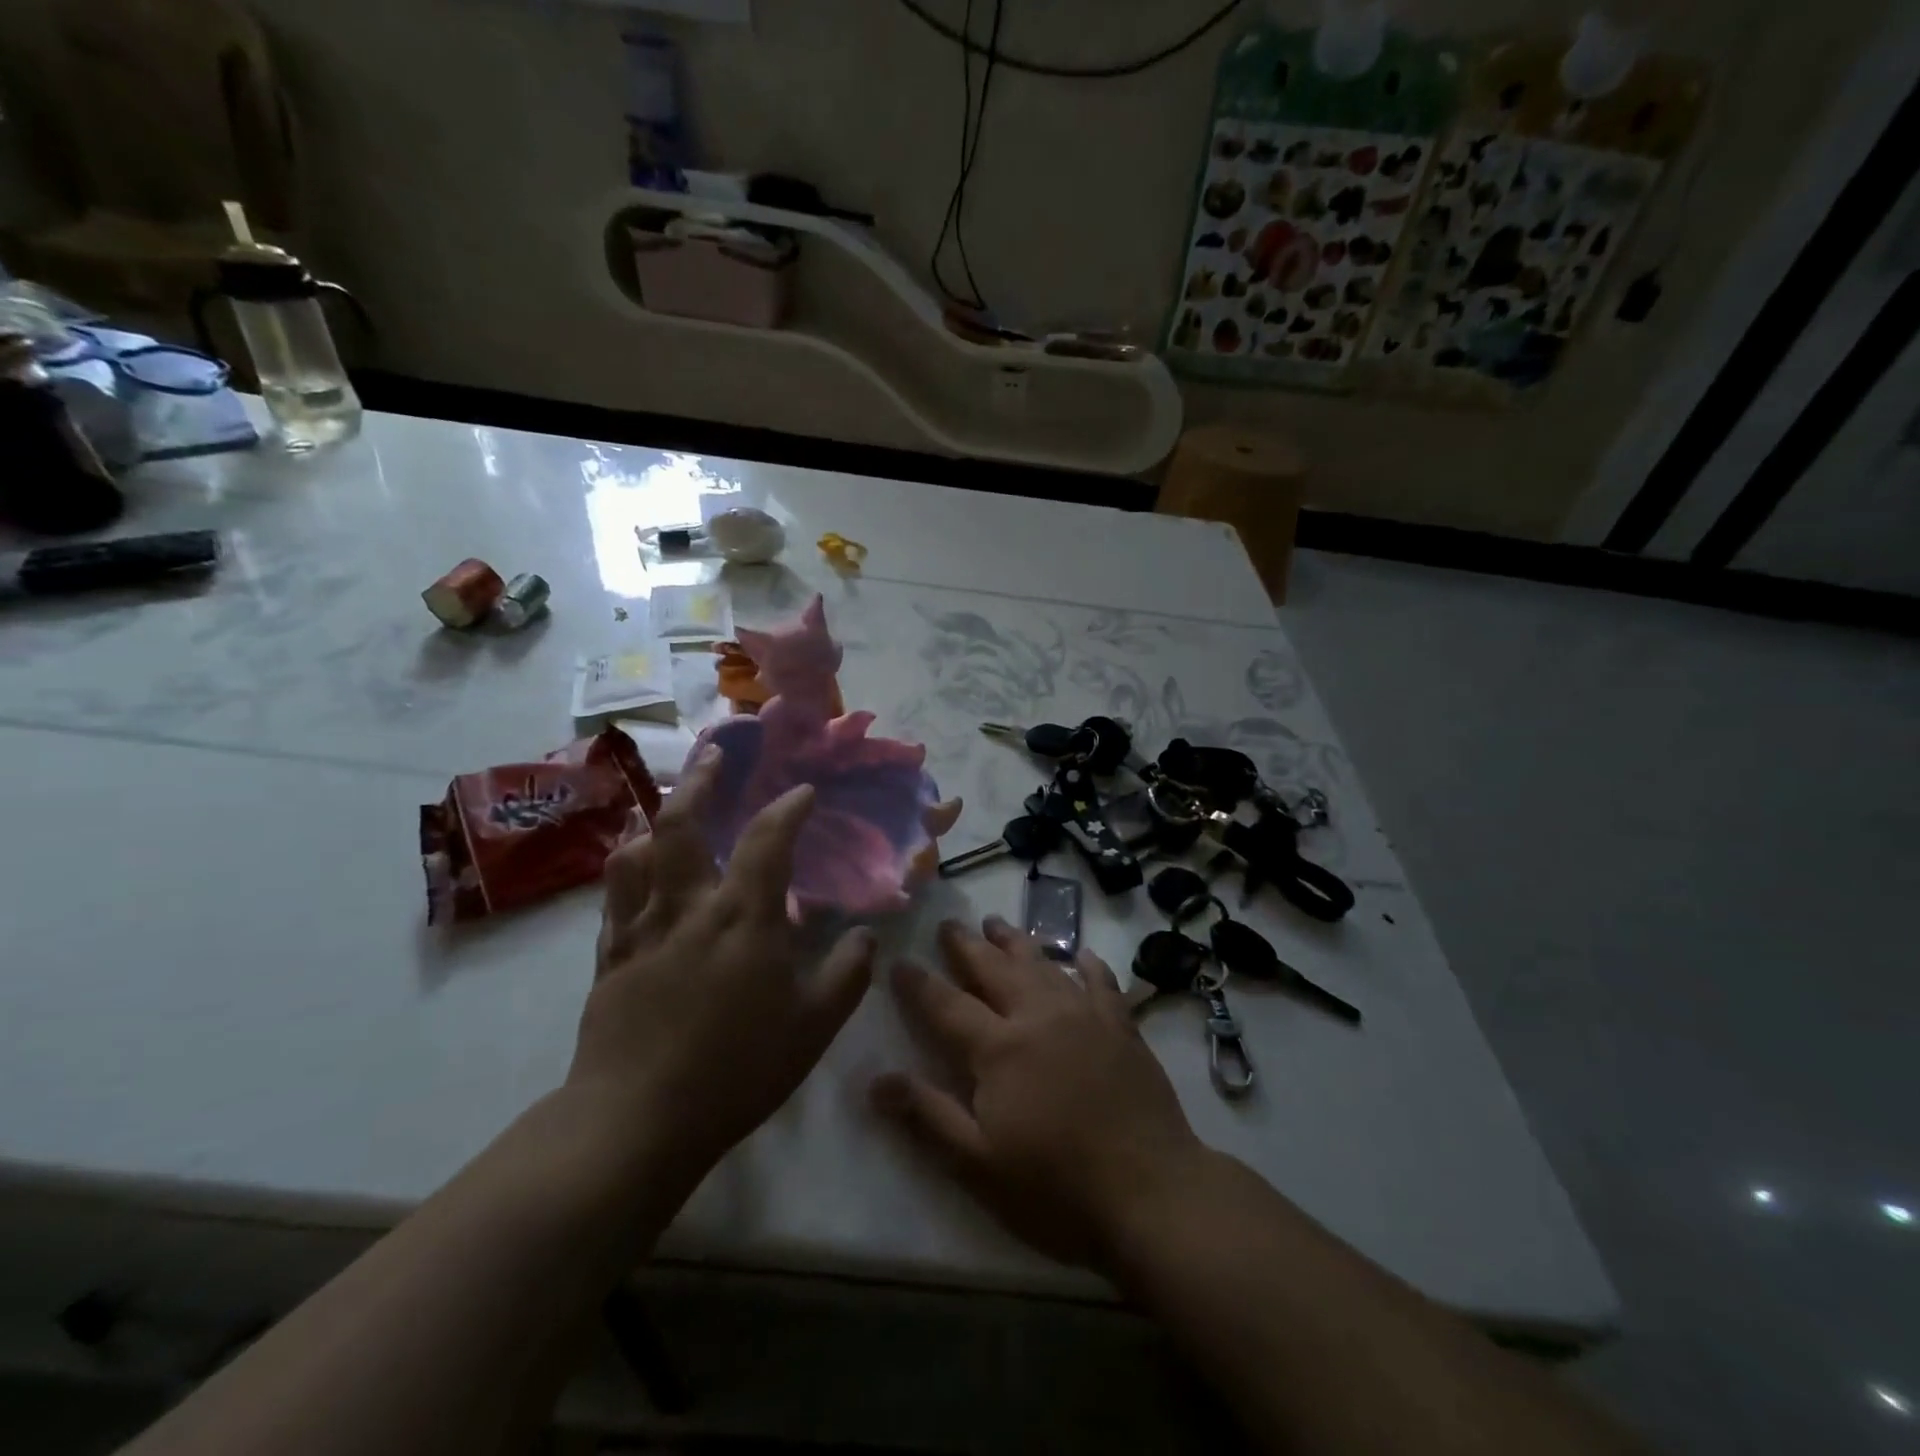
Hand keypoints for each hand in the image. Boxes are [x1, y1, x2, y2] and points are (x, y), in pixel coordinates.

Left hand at [568, 747, 876, 1182]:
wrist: (637, 1120)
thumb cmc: (737, 1068)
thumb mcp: (815, 1026)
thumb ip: (847, 973)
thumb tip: (865, 935)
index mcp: (742, 917)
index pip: (769, 840)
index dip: (789, 808)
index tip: (803, 792)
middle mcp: (688, 906)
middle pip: (682, 823)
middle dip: (700, 780)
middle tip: (713, 755)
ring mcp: (640, 927)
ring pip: (637, 851)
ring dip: (653, 818)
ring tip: (666, 805)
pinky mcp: (608, 955)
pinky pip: (613, 894)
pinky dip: (626, 866)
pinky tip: (634, 865)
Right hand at [871, 917, 1204, 1269]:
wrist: (1151, 1192)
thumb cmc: (1056, 1188)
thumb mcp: (979, 1164)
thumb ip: (927, 1115)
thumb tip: (876, 1080)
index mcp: (999, 1048)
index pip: (947, 1004)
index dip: (919, 982)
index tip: (899, 961)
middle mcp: (1038, 1016)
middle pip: (994, 969)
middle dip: (967, 945)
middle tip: (949, 924)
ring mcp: (1084, 1016)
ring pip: (1043, 964)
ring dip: (1016, 942)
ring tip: (997, 923)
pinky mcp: (1122, 1027)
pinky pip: (1101, 983)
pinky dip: (1088, 965)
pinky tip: (1083, 955)